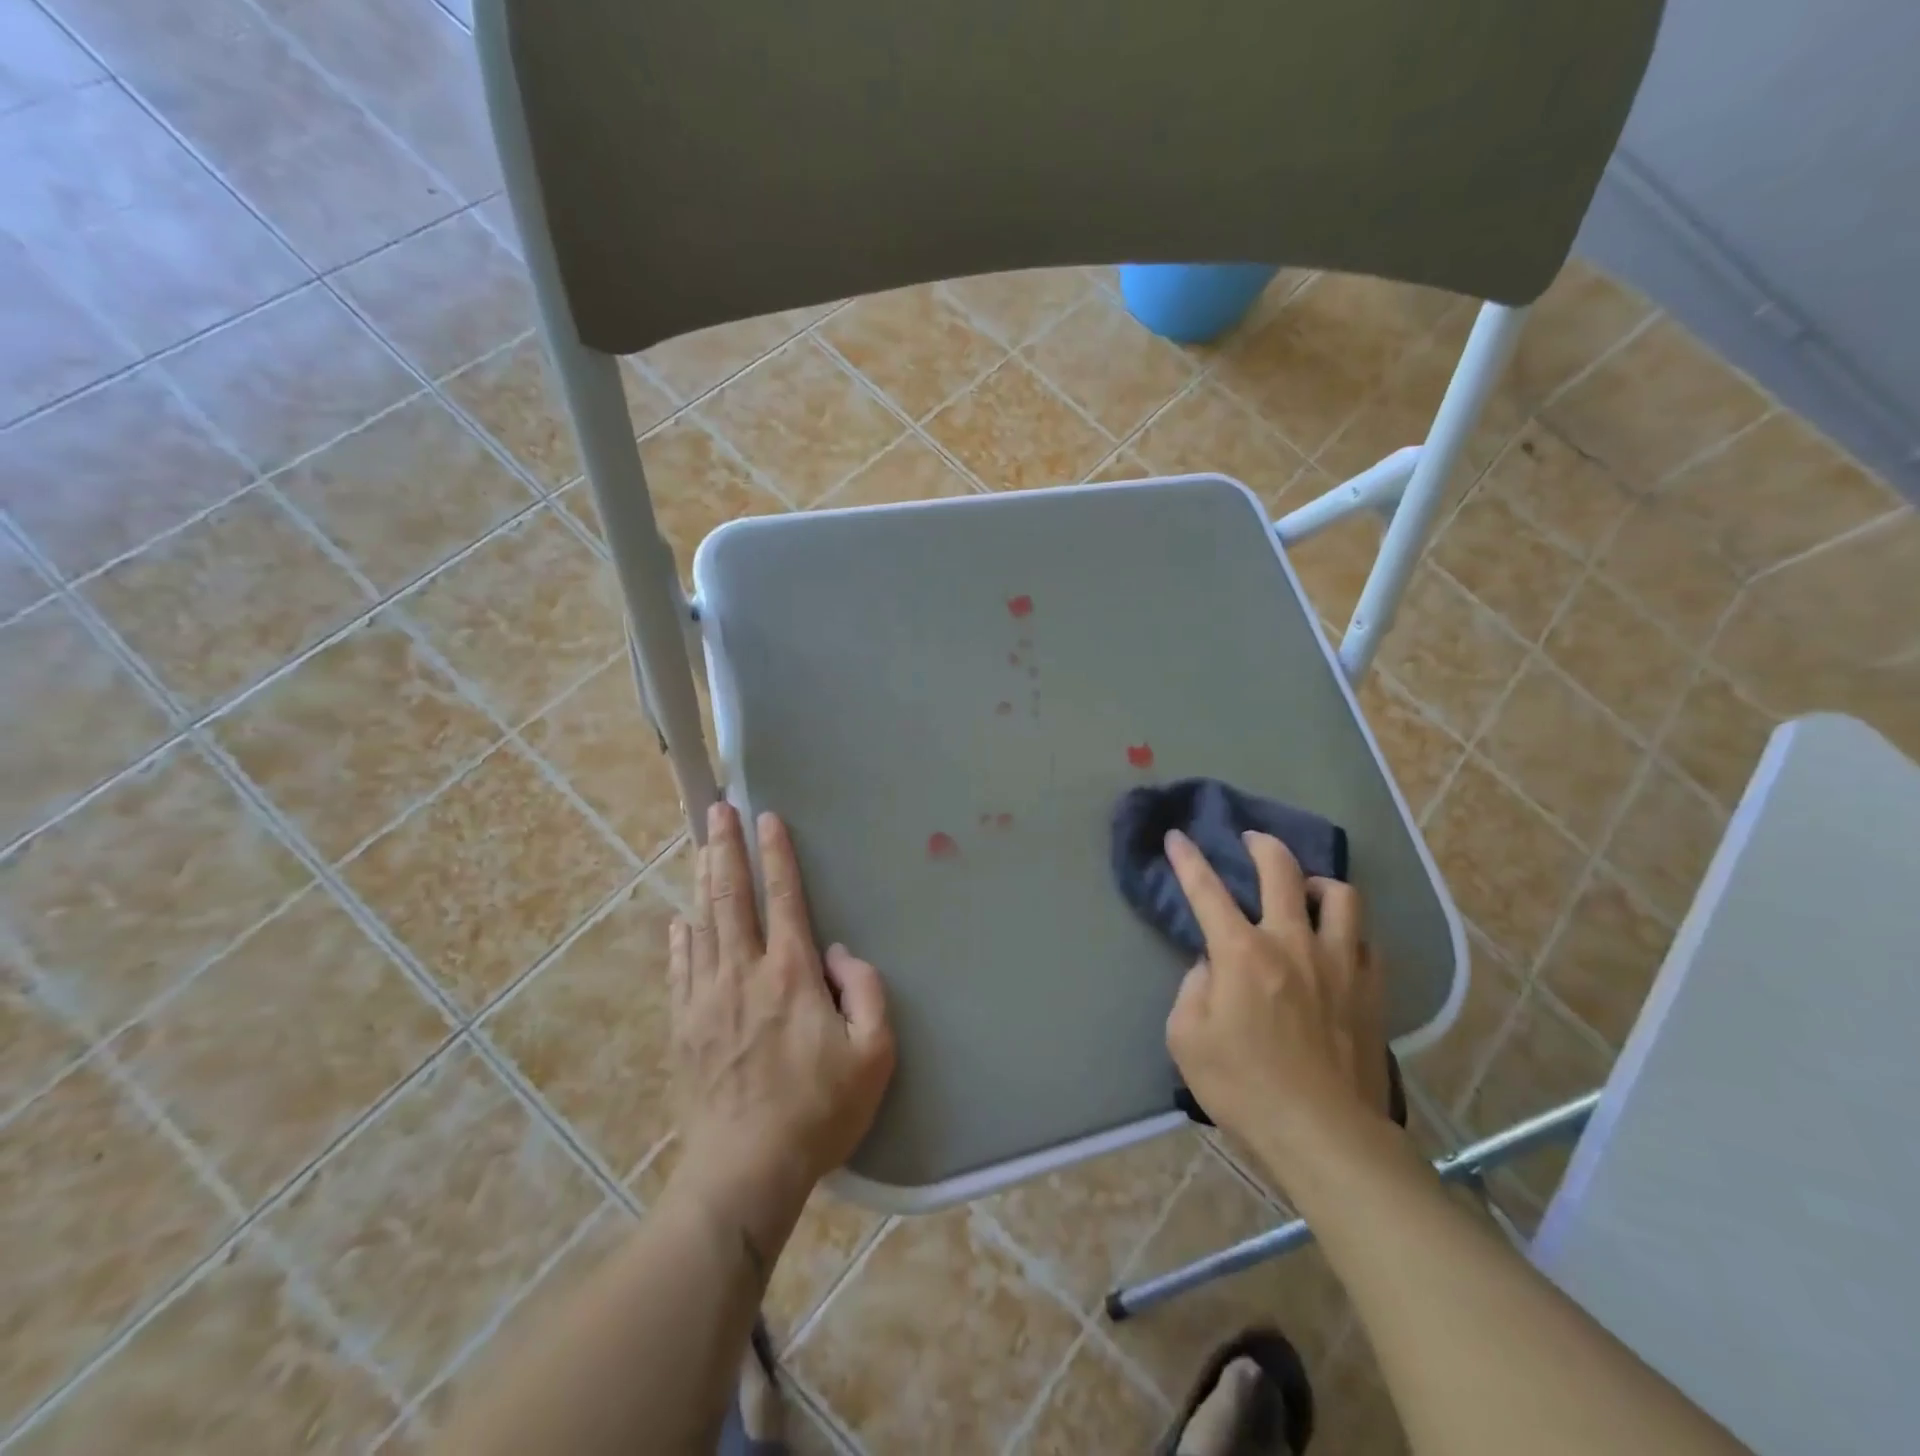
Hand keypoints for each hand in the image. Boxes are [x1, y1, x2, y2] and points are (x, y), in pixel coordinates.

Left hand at [667, 804, 895, 1256]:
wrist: (744, 1170)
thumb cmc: (818, 1111)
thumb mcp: (874, 1054)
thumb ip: (867, 992)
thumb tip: (840, 954)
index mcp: (790, 974)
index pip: (783, 898)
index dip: (776, 855)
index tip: (767, 818)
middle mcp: (743, 973)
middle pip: (731, 897)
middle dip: (725, 849)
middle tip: (718, 810)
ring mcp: (706, 998)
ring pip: (702, 924)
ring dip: (702, 881)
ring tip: (700, 846)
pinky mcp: (685, 1026)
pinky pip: (681, 967)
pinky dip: (681, 937)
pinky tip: (680, 920)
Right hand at [1163, 829, 1390, 1172]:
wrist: (1325, 1137)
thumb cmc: (1244, 1088)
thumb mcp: (1186, 1039)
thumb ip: (1193, 989)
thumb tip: (1212, 967)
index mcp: (1242, 953)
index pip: (1206, 890)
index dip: (1187, 859)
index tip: (1177, 836)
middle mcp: (1293, 943)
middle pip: (1282, 871)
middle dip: (1262, 845)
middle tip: (1252, 839)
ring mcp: (1340, 964)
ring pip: (1340, 896)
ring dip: (1317, 882)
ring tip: (1305, 890)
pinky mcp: (1372, 991)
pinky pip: (1367, 940)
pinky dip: (1348, 930)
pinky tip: (1338, 942)